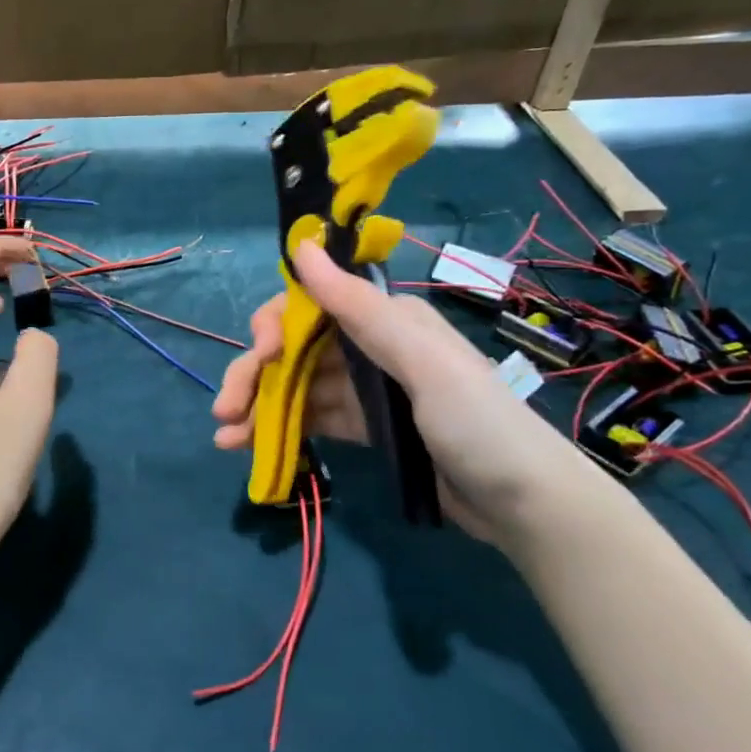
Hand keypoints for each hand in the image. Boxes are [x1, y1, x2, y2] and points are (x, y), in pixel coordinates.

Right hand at [213, 241, 600, 548]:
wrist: (526, 505)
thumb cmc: (478, 423)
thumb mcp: (421, 361)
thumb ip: (358, 307)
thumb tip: (300, 246)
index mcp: (385, 318)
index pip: (312, 305)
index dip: (276, 325)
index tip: (262, 356)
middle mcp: (371, 345)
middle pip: (296, 349)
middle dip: (255, 374)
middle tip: (224, 410)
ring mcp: (367, 389)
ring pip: (298, 386)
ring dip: (259, 406)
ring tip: (226, 437)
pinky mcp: (366, 427)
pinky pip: (313, 418)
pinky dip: (281, 429)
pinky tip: (251, 446)